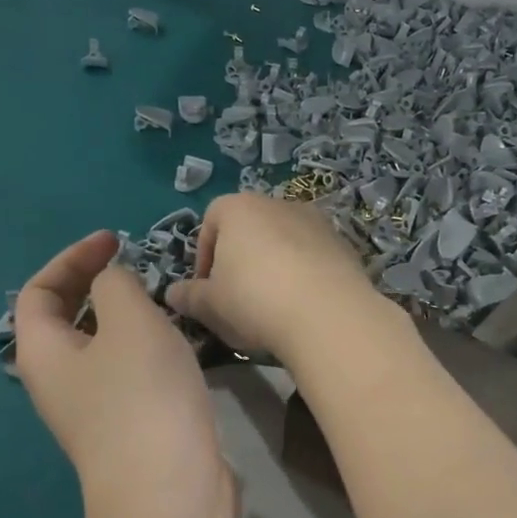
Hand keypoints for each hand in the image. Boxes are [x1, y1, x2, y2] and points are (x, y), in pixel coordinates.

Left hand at [14, 231, 237, 517]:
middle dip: (96, 285)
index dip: (71, 258)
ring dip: (125, 316)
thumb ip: (117, 285)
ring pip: (101, 346)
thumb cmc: (143, 399)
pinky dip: (146, 346)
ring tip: (162, 299)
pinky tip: (179, 343)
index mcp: (43, 354)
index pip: (38, 292)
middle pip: (65, 320)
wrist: (170, 493)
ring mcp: (94, 409)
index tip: (115, 242)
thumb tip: (112, 281)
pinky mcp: (129, 427)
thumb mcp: (130, 323)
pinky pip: (128, 371)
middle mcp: (59, 382)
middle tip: (134, 266)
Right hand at [165, 194, 396, 365]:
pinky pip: (313, 257)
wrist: (327, 314)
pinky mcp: (343, 244)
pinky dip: (304, 275)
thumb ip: (189, 296)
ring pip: (284, 242)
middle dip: (241, 260)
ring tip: (273, 305)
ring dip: (274, 266)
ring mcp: (316, 221)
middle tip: (238, 299)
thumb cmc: (254, 300)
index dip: (205, 256)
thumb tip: (172, 294)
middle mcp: (278, 203)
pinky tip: (303, 306)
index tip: (207, 289)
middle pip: (250, 229)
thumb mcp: (210, 305)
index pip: (211, 221)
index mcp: (239, 208)